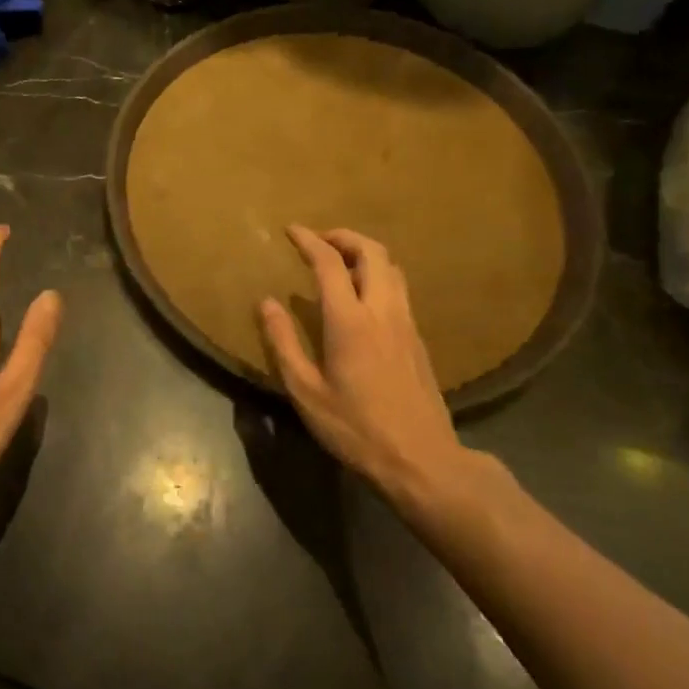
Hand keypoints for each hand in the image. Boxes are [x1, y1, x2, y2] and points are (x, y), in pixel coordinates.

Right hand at [259, 227, 499, 509]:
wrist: (421, 458)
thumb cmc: (356, 428)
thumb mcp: (306, 392)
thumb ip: (284, 343)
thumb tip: (266, 303)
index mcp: (350, 321)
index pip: (330, 263)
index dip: (309, 241)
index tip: (291, 230)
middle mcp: (382, 311)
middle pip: (372, 251)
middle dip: (343, 236)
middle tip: (318, 240)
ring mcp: (406, 322)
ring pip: (391, 267)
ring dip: (365, 252)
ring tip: (339, 262)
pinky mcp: (418, 337)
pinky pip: (399, 288)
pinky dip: (378, 274)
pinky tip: (361, 295)